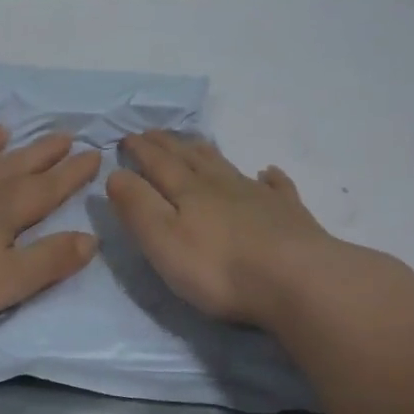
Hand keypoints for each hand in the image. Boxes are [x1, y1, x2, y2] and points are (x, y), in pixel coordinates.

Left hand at [0, 124, 99, 334]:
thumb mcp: (6, 282)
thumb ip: (50, 261)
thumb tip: (91, 237)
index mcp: (3, 210)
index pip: (48, 188)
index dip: (72, 173)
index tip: (94, 153)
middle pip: (15, 164)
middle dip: (42, 151)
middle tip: (65, 133)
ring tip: (6, 129)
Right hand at [105, 130, 341, 325]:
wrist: (297, 280)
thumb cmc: (219, 268)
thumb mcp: (162, 240)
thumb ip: (137, 206)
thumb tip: (116, 173)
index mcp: (188, 192)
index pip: (157, 163)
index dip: (140, 150)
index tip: (125, 137)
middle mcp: (222, 185)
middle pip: (191, 158)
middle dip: (168, 145)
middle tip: (153, 133)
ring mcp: (259, 197)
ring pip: (227, 166)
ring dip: (208, 153)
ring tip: (196, 144)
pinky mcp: (289, 215)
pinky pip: (277, 187)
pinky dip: (269, 178)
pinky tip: (268, 173)